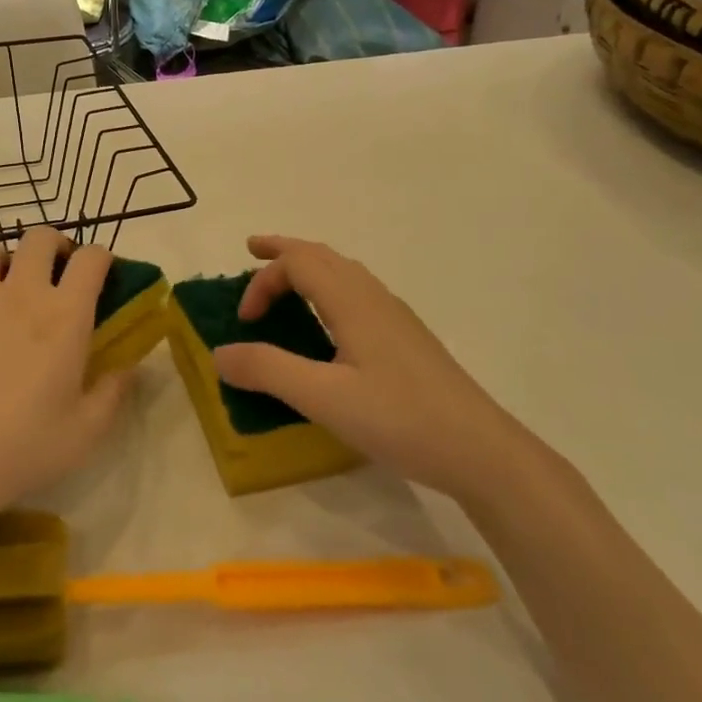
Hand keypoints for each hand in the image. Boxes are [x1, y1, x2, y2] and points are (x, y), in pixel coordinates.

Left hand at [0, 228, 129, 523]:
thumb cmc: (23, 447)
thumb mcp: (86, 431)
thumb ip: (114, 392)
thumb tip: (129, 366)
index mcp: (65, 314)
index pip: (92, 258)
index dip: (101, 259)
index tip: (101, 277)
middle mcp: (21, 291)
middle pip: (39, 237)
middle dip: (53, 246)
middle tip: (54, 274)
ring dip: (0, 264)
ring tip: (1, 291)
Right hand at [212, 236, 522, 501]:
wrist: (482, 451)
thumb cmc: (400, 419)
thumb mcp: (324, 398)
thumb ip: (268, 371)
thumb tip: (219, 353)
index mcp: (352, 302)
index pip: (298, 264)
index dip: (263, 282)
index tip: (244, 322)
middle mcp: (374, 298)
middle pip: (322, 256)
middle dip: (284, 250)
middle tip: (253, 251)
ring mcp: (396, 317)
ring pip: (344, 272)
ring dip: (308, 266)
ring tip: (285, 280)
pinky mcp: (407, 339)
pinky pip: (357, 292)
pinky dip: (328, 287)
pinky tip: (330, 321)